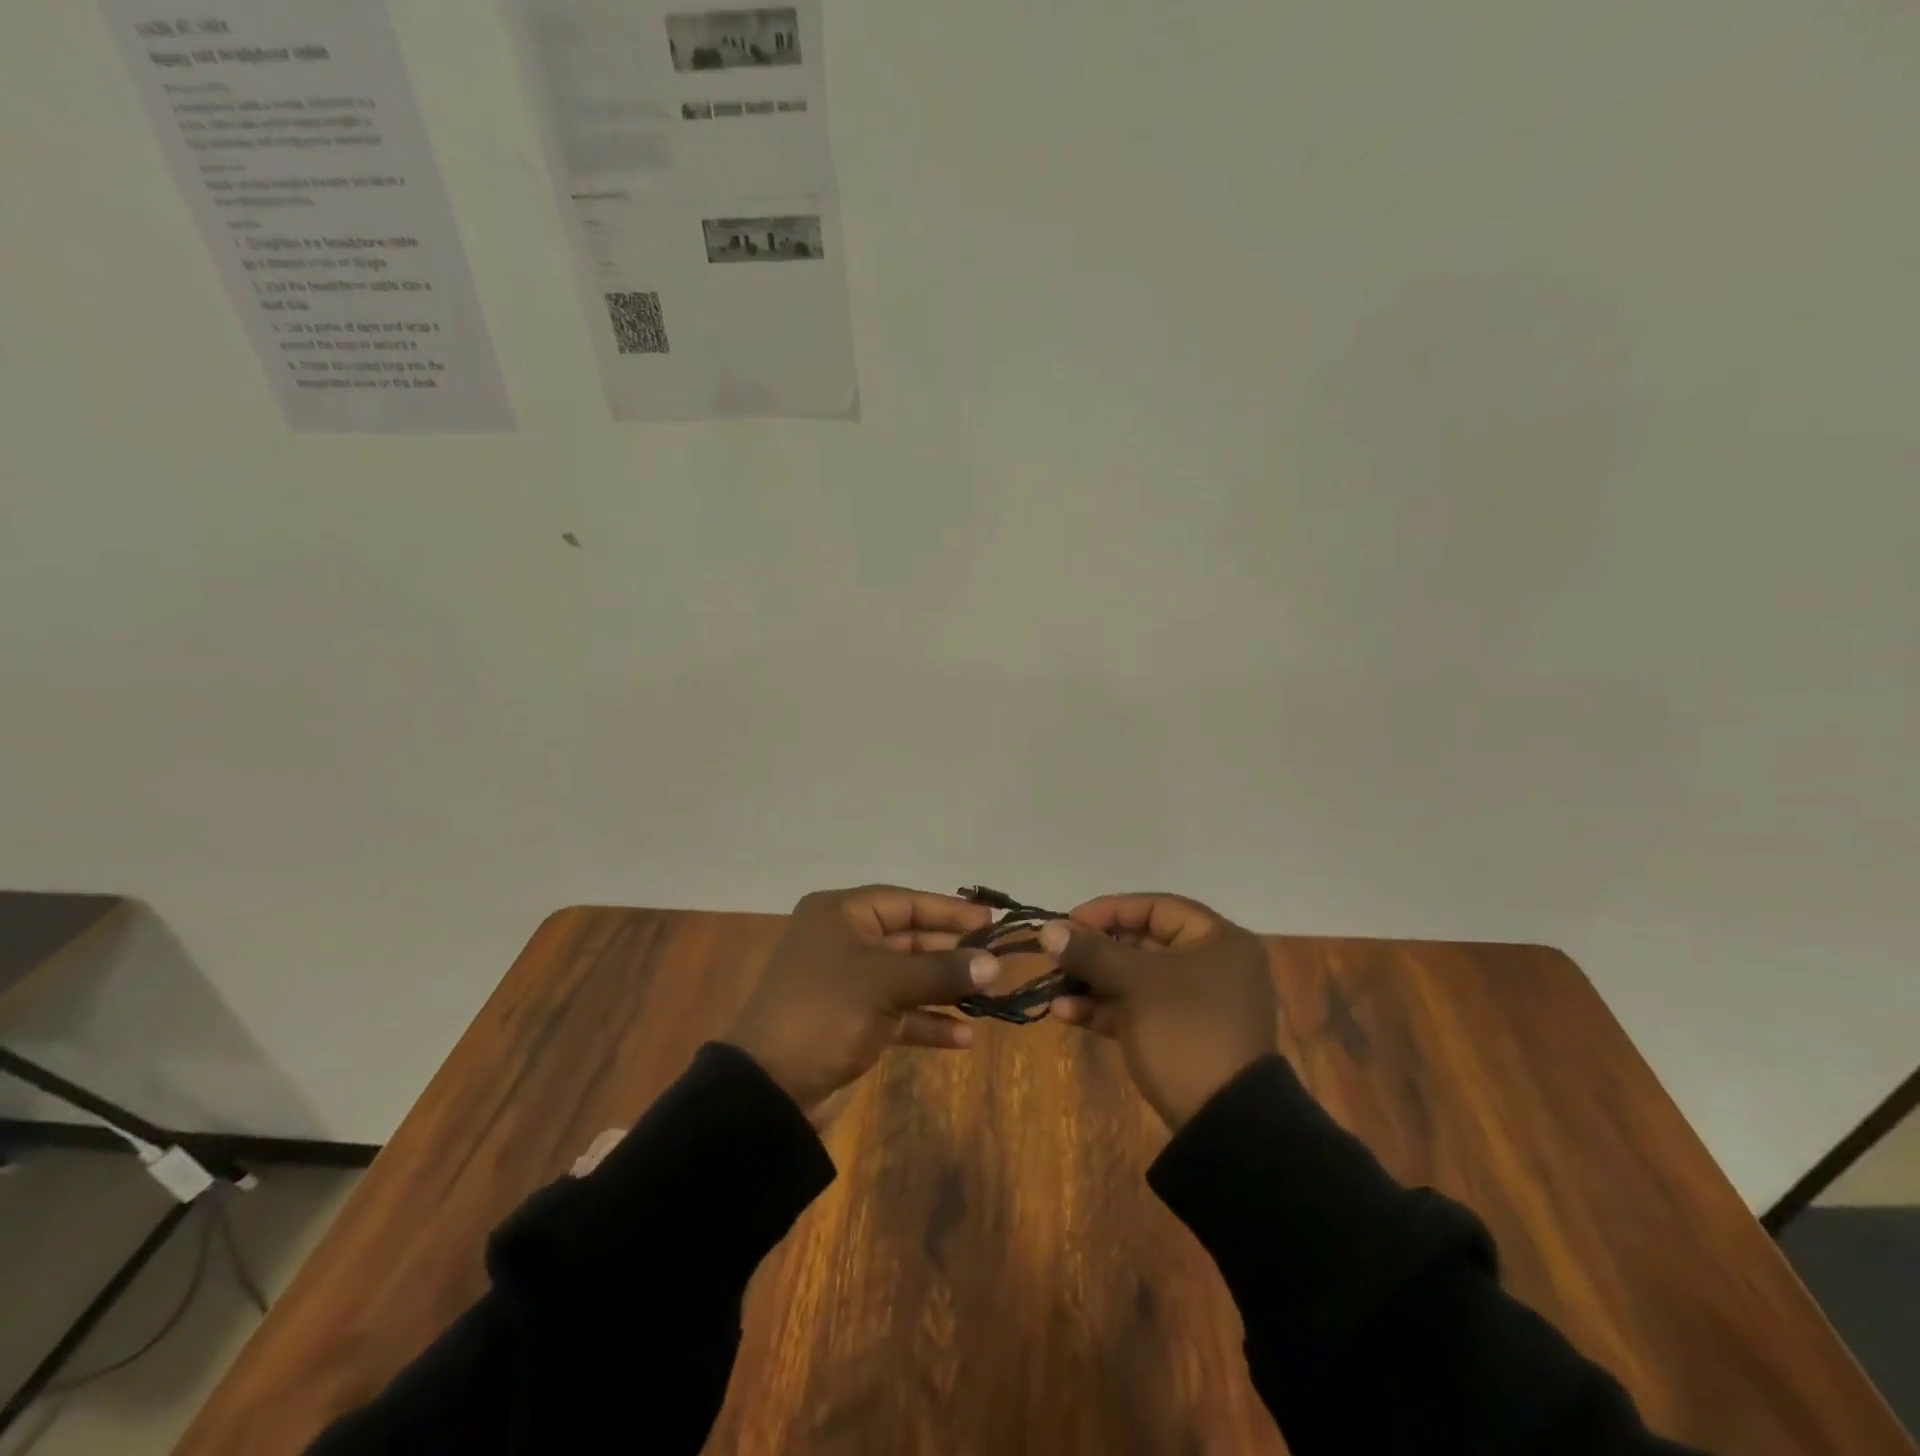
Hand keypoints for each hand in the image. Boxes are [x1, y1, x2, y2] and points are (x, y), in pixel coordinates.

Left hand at [725, 886, 1002, 1123]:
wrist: (769, 1089)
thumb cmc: (826, 1013)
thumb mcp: (885, 985)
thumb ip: (941, 971)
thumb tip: (994, 964)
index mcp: (841, 915)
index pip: (905, 903)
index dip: (949, 910)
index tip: (991, 920)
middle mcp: (845, 942)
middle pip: (909, 939)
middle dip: (952, 952)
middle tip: (997, 961)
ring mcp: (849, 984)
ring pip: (908, 977)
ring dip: (945, 988)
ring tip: (989, 997)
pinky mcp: (853, 1022)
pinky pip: (899, 1013)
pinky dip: (928, 1022)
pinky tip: (963, 1037)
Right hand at [1040, 894, 1277, 1129]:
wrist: (1226, 1125)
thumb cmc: (1186, 1033)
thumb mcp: (1137, 984)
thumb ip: (1092, 952)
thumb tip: (1048, 929)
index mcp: (1217, 940)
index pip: (1155, 907)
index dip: (1108, 911)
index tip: (1067, 923)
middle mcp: (1211, 965)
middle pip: (1143, 943)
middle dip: (1094, 951)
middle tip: (1055, 956)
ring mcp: (1196, 1004)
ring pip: (1135, 979)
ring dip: (1093, 982)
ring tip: (1053, 988)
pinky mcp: (1181, 1037)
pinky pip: (1138, 1010)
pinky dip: (1105, 1009)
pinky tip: (1065, 1014)